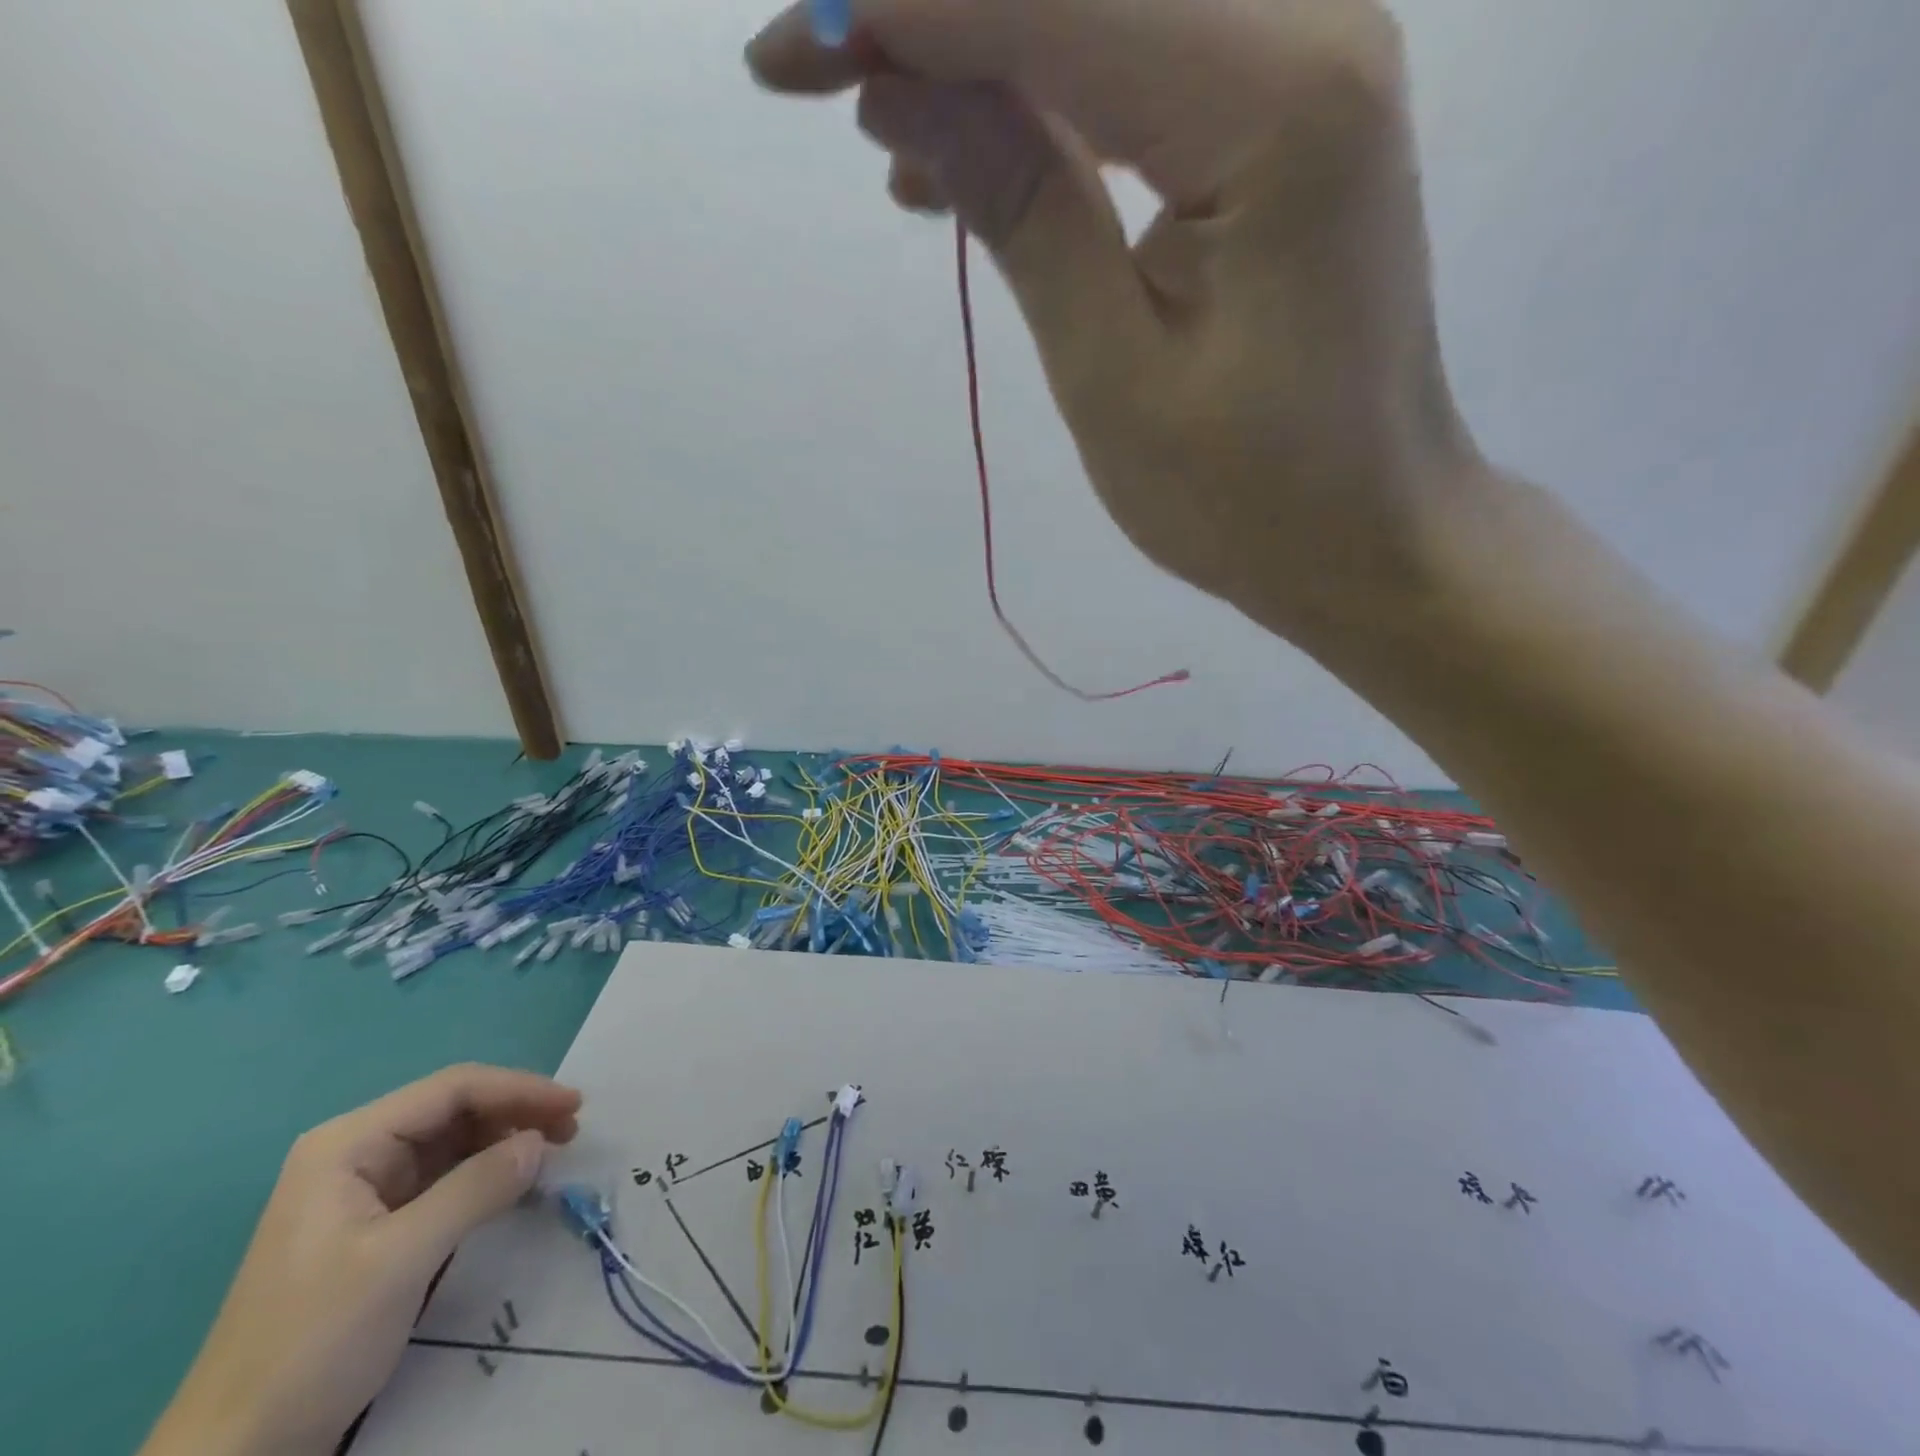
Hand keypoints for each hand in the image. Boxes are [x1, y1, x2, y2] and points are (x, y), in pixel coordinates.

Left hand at [141, 1065, 581, 1455]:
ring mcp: (364, 1190)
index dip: (519, 1089)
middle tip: (571, 1130)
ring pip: (454, 1141)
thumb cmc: (312, 1342)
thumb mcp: (400, 1259)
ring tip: (553, 1151)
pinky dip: (486, 1173)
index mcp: (348, 1144)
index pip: (452, 1089)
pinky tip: (516, 1182)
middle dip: (516, 1112)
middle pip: (455, 1109)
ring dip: (506, 1140)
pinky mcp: (377, 1226)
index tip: (574, 1105)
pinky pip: (445, 1179)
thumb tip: (541, 1140)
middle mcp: (356, 1154)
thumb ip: (476, 1188)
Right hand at [747, 0, 1480, 645]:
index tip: (786, 48)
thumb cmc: (1248, 496)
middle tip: (808, 65)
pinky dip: (1038, 110)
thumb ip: (1020, 213)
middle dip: (935, 12)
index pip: (1057, 1)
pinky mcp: (1275, 131)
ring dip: (978, 59)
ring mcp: (1298, 75)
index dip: (908, 8)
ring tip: (872, 126)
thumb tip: (899, 89)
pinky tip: (957, 164)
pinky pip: (1132, 81)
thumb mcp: (1113, 375)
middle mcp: (1305, 34)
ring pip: (1100, 19)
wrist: (1365, 535)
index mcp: (1276, 100)